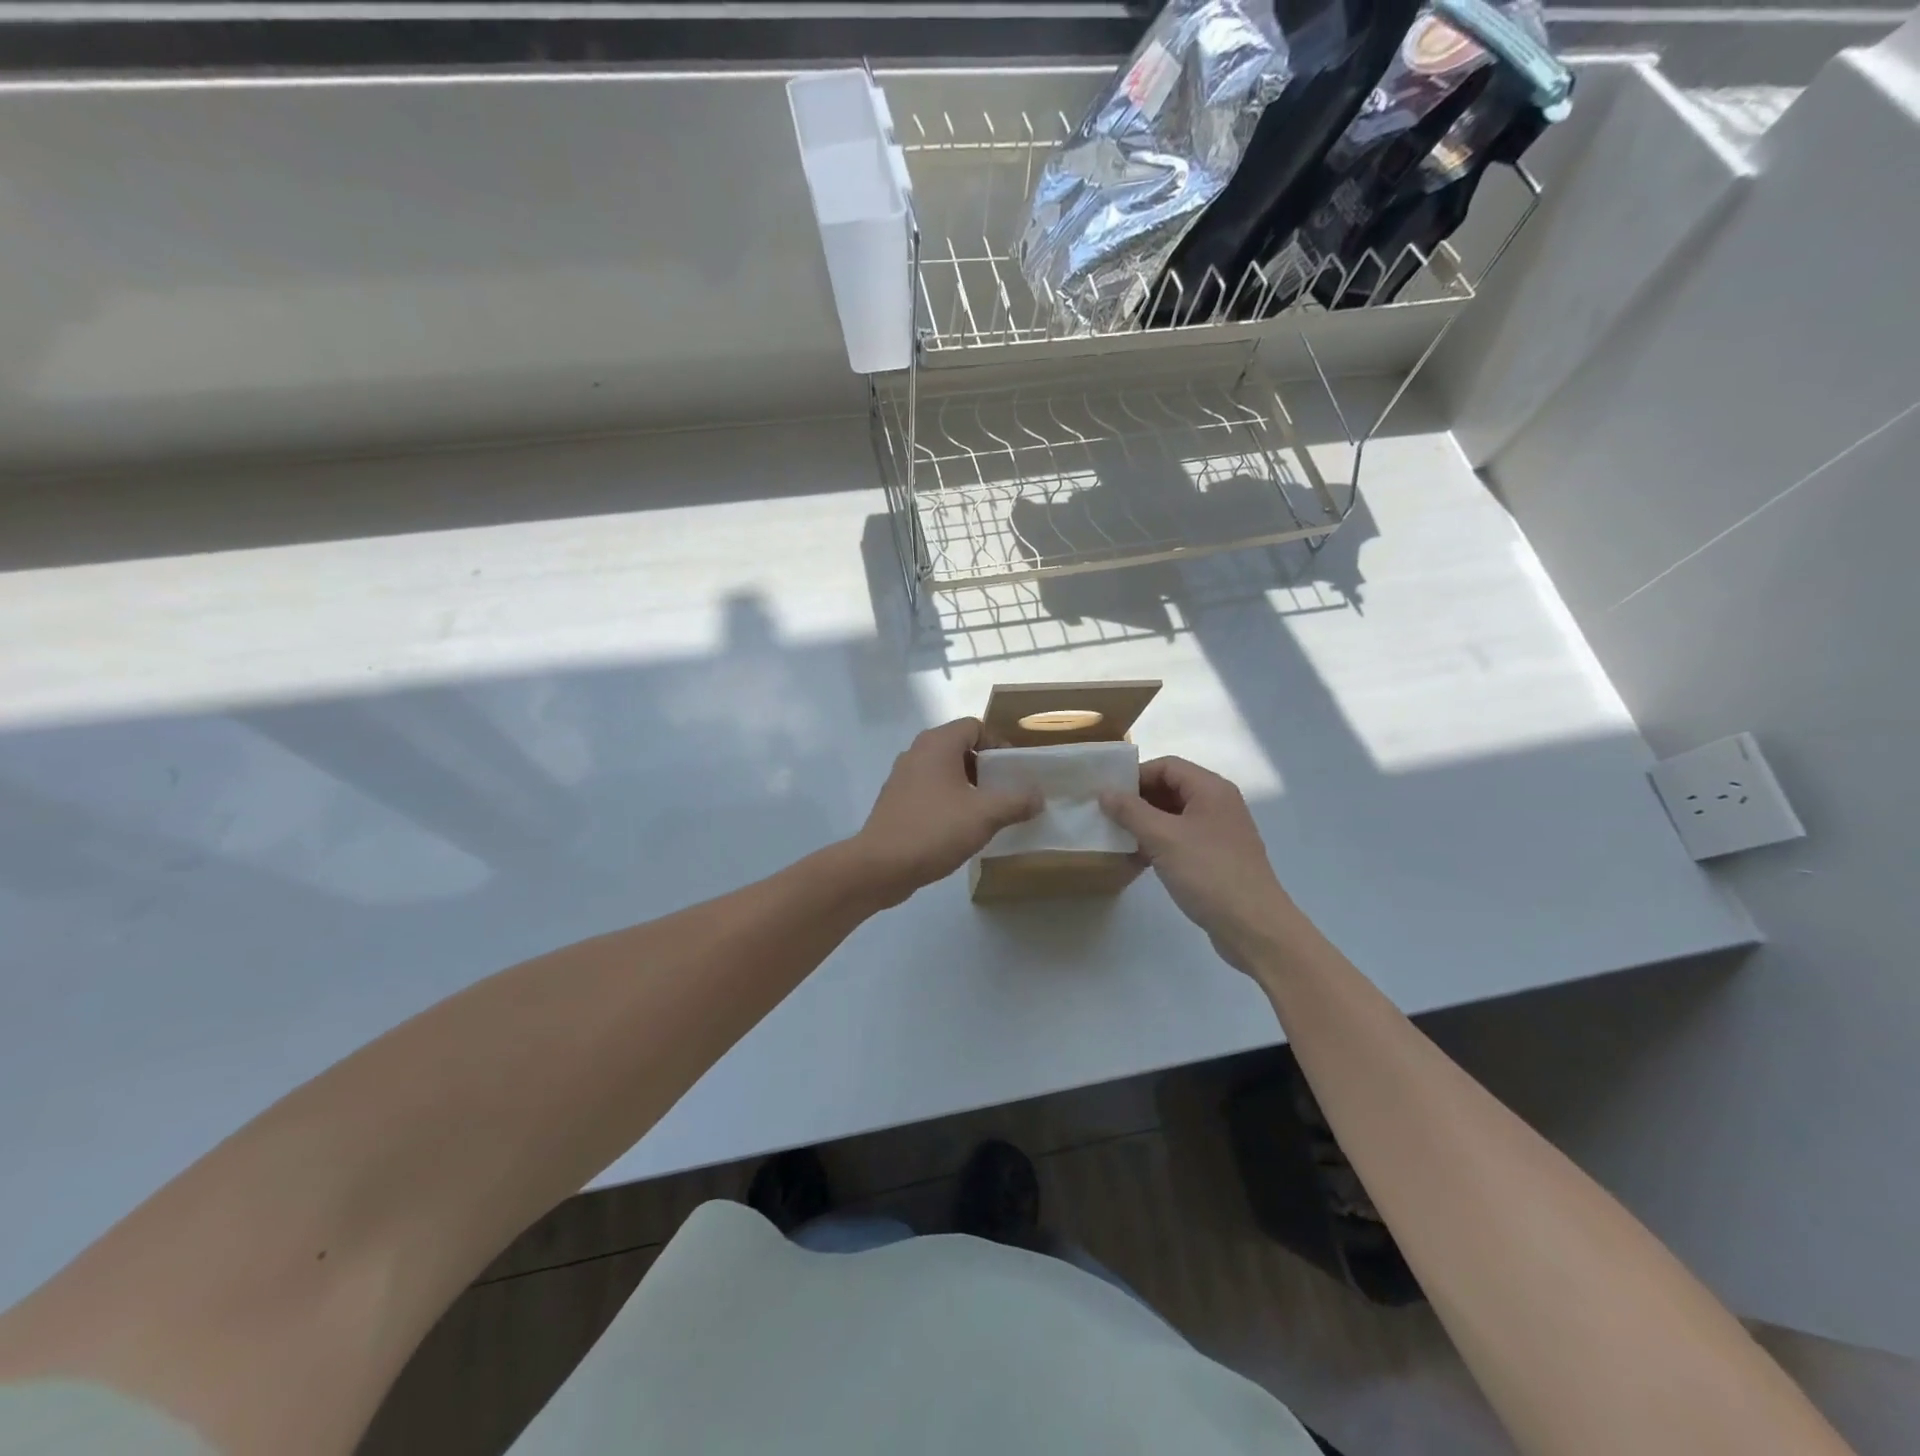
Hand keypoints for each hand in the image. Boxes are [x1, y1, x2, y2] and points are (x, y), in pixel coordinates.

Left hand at [851, 719, 1041, 906]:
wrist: (880, 866)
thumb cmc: (935, 829)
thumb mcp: (985, 815)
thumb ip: (1017, 801)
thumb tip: (1038, 796)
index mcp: (937, 744)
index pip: (974, 726)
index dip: (998, 744)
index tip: (1014, 771)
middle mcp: (917, 753)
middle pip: (960, 748)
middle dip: (986, 768)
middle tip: (1006, 793)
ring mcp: (902, 778)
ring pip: (944, 772)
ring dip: (968, 787)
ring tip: (987, 813)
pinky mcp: (895, 802)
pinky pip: (930, 791)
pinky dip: (948, 801)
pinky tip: (960, 828)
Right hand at [1100, 756, 1308, 975]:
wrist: (1253, 926)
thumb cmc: (1208, 872)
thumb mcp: (1163, 838)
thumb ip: (1131, 811)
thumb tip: (1105, 792)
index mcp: (1211, 789)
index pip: (1167, 766)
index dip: (1136, 775)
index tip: (1108, 795)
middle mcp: (1218, 804)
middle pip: (1171, 788)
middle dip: (1138, 800)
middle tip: (1108, 816)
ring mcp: (1220, 832)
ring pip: (1175, 816)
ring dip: (1146, 823)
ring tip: (1119, 838)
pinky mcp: (1217, 857)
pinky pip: (1182, 839)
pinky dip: (1160, 843)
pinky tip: (1139, 860)